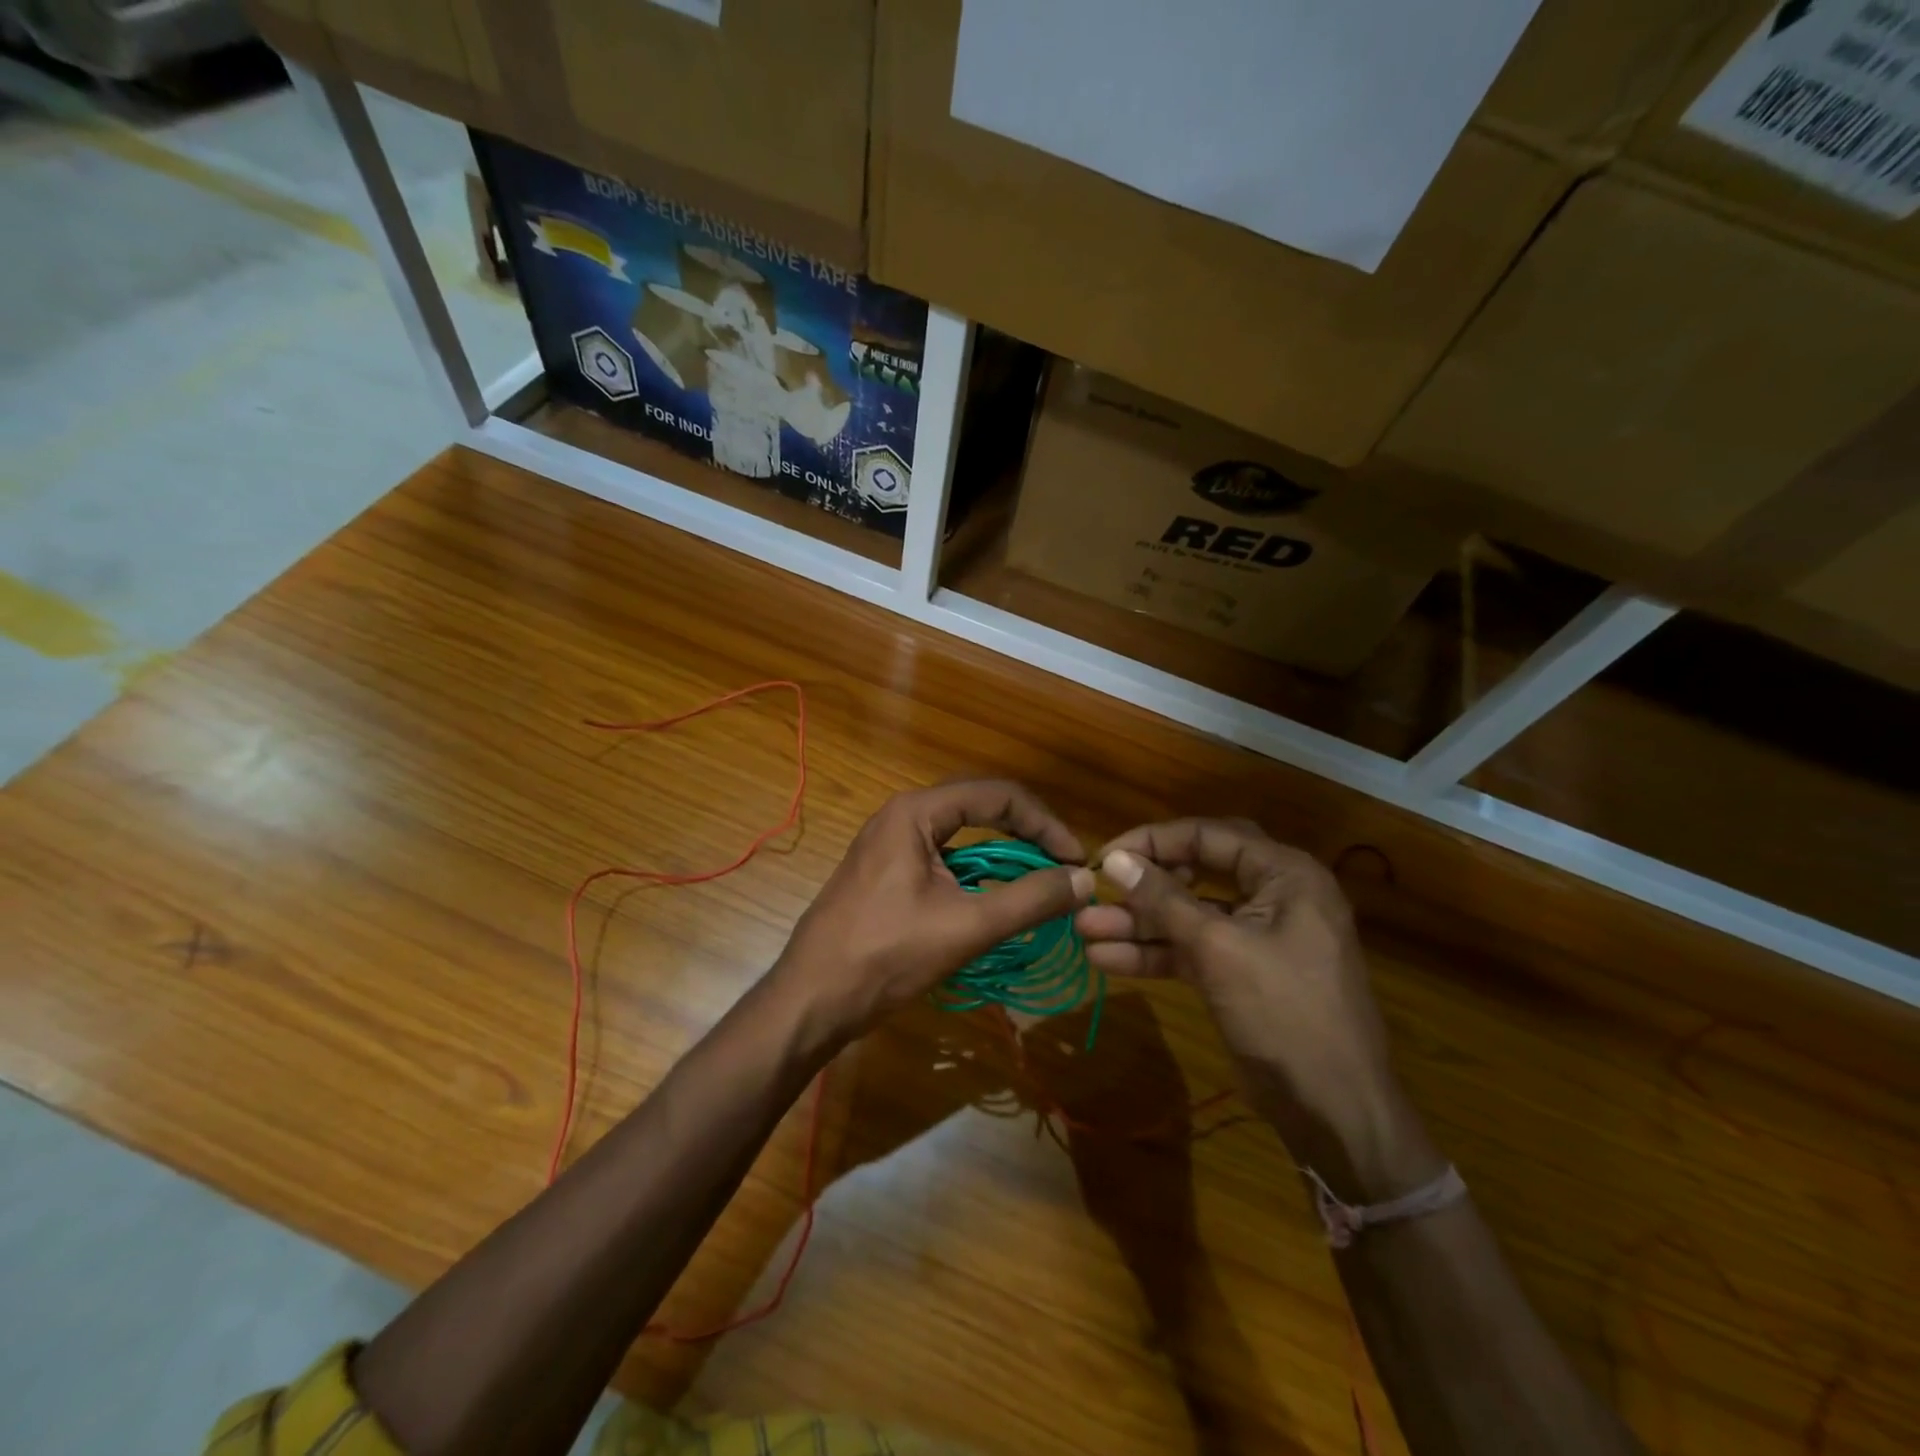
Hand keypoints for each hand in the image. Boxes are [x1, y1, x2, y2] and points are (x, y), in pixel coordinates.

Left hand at [773, 780, 1094, 1044]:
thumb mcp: (966, 927)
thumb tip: (1084, 881)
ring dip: (1005, 856)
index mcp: (917, 812)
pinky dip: (978, 875)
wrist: (811, 1000)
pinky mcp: (888, 873)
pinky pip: (945, 860)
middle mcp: (903, 816)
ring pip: (963, 837)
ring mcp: (891, 844)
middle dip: (1028, 835)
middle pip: (981, 809)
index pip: (998, 795)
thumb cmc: (885, 957)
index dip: (1045, 823)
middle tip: (1064, 869)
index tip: (1076, 860)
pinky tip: (999, 902)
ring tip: (1041, 885)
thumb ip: (1030, 899)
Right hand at [1076, 819, 1438, 1196]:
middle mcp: (1273, 896)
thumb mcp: (1218, 948)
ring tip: (1085, 930)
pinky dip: (1154, 955)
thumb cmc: (1285, 1013)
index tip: (1106, 856)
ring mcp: (1256, 937)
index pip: (1209, 835)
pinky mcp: (1240, 973)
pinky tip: (1106, 961)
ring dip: (1139, 924)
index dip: (1154, 841)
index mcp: (1285, 874)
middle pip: (1196, 872)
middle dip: (1145, 883)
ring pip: (1188, 916)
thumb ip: (1164, 900)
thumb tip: (1113, 860)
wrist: (1334, 1111)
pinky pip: (1192, 951)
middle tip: (1098, 887)